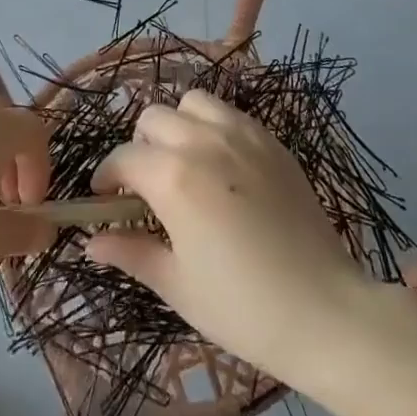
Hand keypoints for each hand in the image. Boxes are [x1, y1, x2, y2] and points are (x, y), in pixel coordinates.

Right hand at [85, 89, 404, 383]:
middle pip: (154, 118)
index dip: (107, 177)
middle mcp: (204, 142)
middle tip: (147, 185)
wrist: (326, 313)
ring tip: (185, 162)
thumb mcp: (177, 285)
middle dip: (140, 146)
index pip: (124, 158)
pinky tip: (223, 166)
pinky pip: (231, 114)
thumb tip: (90, 242)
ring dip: (178, 125)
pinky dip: (214, 127)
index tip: (105, 199)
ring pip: (193, 103)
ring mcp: (244, 135)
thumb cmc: (242, 308)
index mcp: (173, 177)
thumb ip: (130, 252)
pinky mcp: (273, 142)